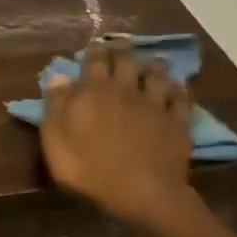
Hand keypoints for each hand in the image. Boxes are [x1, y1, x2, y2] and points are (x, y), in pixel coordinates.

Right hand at [39, 40, 195, 231]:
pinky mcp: (177, 122)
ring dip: (154, 66)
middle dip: (122, 50)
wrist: (141, 192)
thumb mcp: (57, 141)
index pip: (94, 61)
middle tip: (122, 44)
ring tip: (153, 63)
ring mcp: (155, 104)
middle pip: (126, 61)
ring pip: (157, 75)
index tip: (94, 45)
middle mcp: (126, 89)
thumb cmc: (90, 169)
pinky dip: (179, 90)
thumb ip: (56, 106)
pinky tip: (179, 87)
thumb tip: (59, 77)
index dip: (94, 51)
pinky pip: (181, 99)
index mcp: (94, 92)